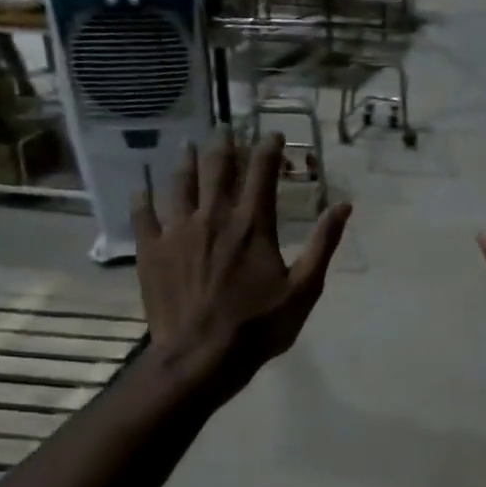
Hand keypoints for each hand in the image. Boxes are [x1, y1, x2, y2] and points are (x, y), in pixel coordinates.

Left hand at [134, 132, 350, 395]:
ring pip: (179, 183)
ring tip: (187, 146)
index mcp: (253, 224)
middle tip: (226, 130)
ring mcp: (178, 231)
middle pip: (217, 169)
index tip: (271, 134)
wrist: (202, 356)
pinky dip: (143, 198)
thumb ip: (323, 244)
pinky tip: (141, 188)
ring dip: (185, 161)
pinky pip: (143, 215)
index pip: (262, 172)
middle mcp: (214, 216)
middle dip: (224, 145)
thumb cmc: (259, 326)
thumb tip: (344, 205)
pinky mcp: (151, 250)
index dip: (268, 148)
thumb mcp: (304, 289)